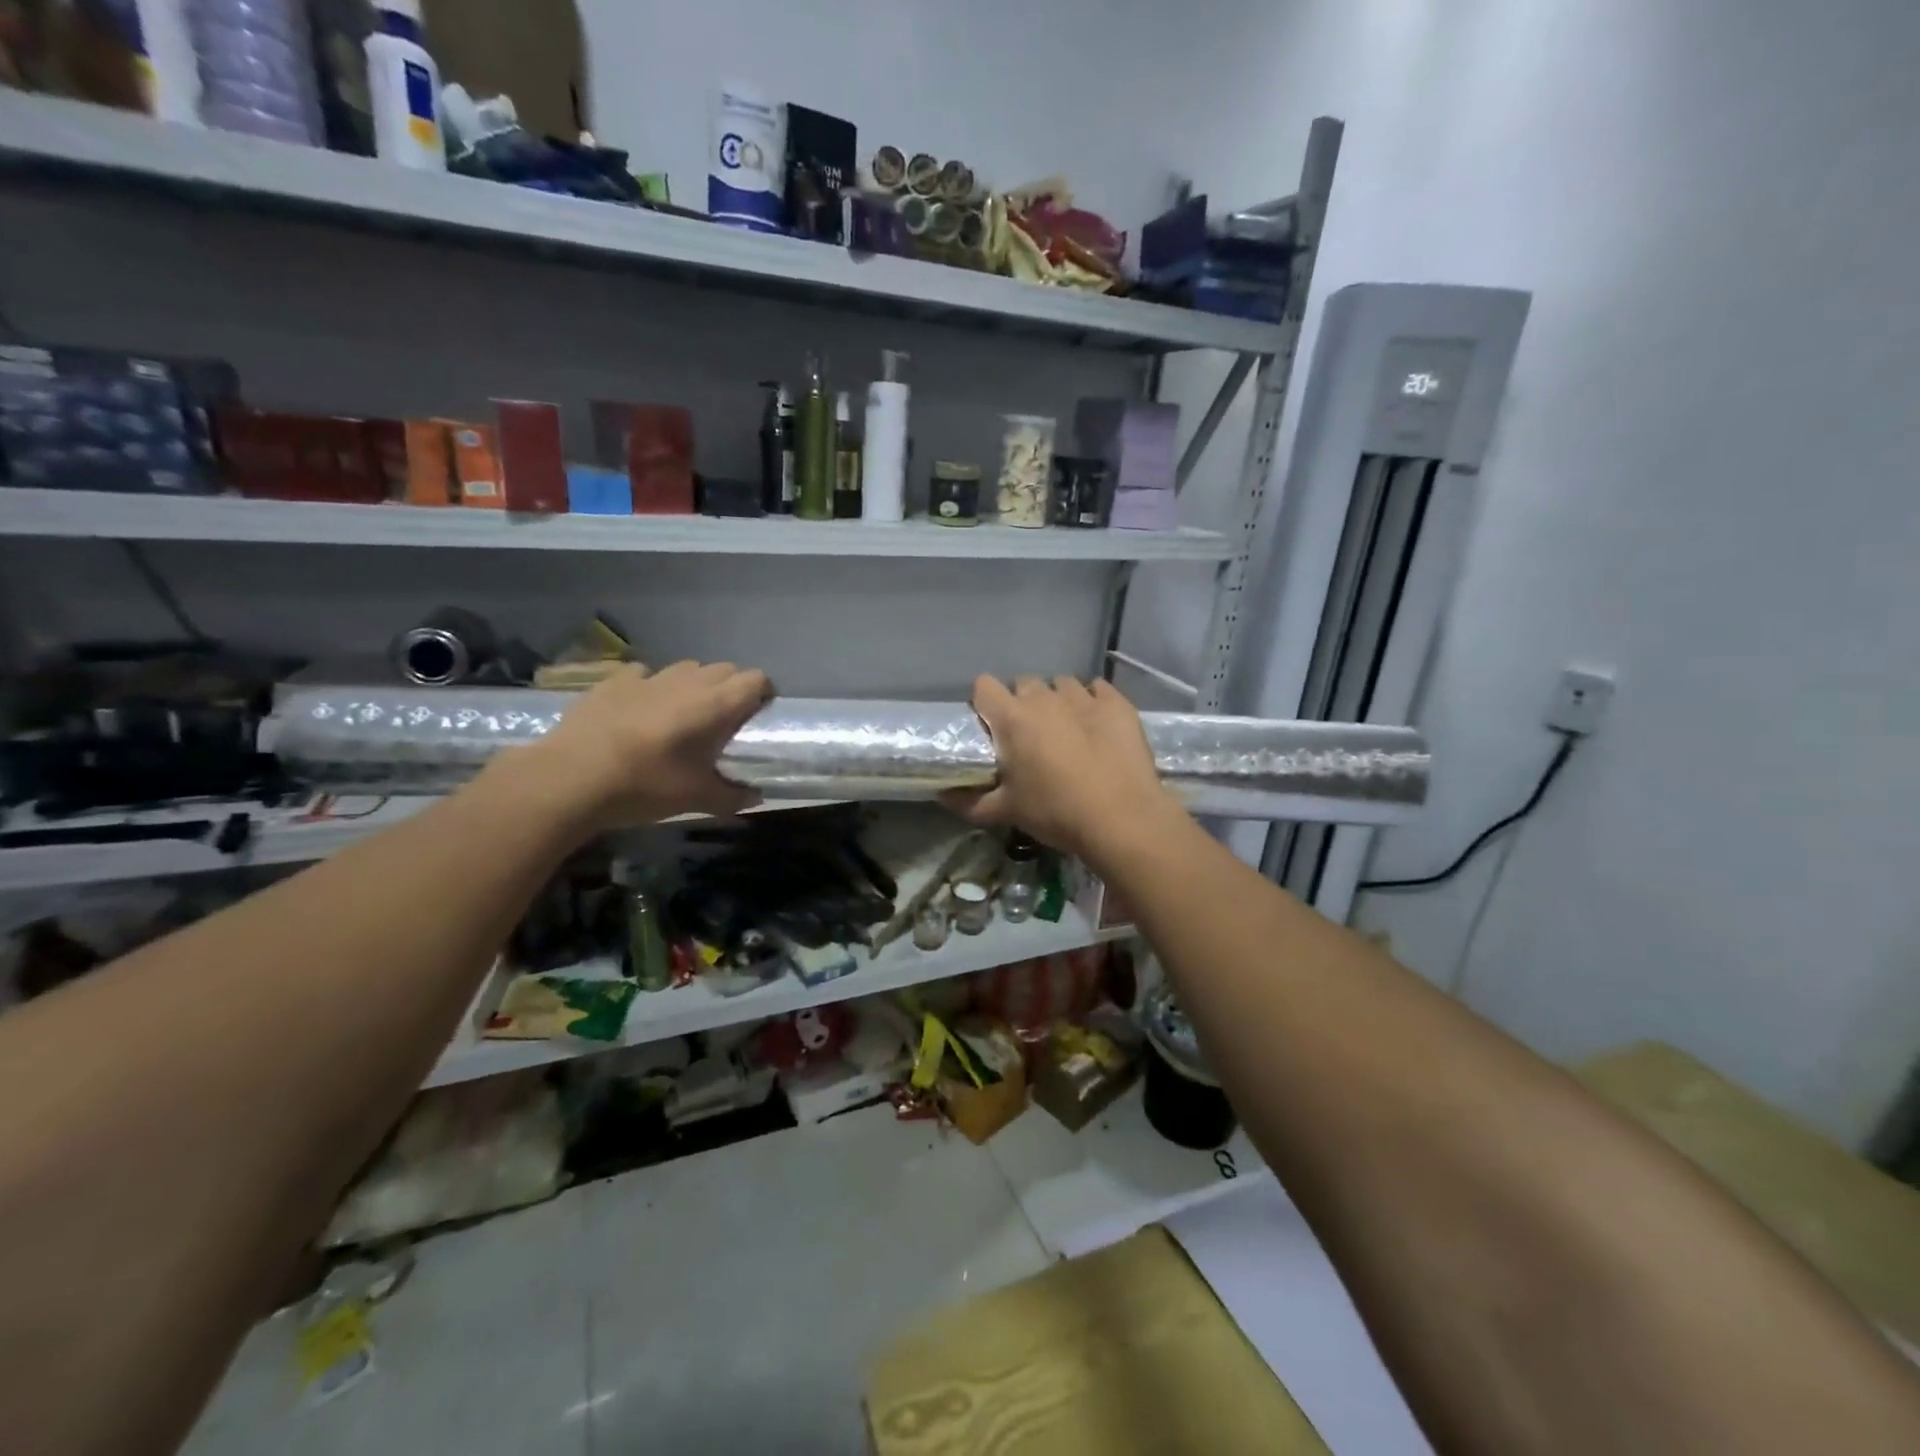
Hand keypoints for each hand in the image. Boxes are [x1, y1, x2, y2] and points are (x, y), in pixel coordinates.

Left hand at [514, 661, 772, 828]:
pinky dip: (652, 686)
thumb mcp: (696, 799)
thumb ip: (733, 796)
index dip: (763, 694)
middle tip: (724, 722)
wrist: (571, 778)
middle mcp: (688, 681)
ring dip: (695, 685)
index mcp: (715, 705)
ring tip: (683, 714)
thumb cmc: (646, 786)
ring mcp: (649, 677)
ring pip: (687, 668)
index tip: (758, 717)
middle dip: (731, 689)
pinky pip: (646, 673)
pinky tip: (642, 709)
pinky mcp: (615, 680)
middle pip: (725, 669)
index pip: (755, 679)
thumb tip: (756, 796)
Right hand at [941, 675, 1185, 860]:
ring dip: (1058, 701)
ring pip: (1061, 684)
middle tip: (1030, 736)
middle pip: (1024, 683)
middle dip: (1023, 703)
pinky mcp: (1117, 703)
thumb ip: (969, 802)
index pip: (984, 686)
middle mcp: (1044, 698)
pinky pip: (1098, 689)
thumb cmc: (1055, 812)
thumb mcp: (1007, 812)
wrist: (1121, 817)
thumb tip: (941, 796)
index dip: (985, 703)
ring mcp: (1083, 696)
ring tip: (1067, 730)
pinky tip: (1097, 727)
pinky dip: (1093, 702)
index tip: (991, 726)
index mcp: (1012, 718)